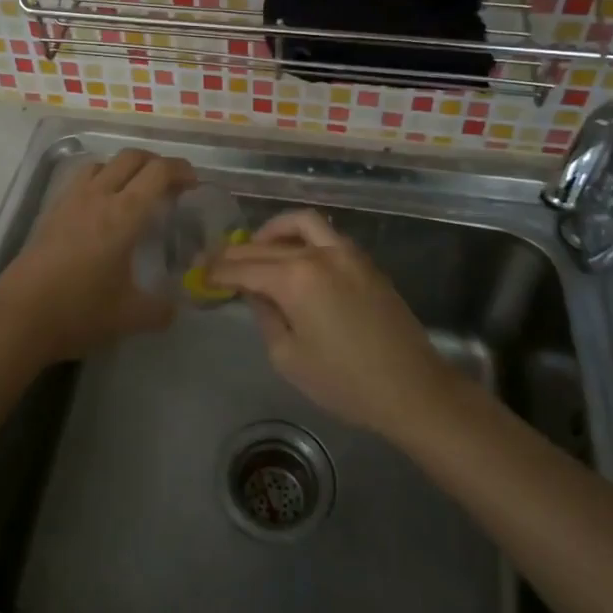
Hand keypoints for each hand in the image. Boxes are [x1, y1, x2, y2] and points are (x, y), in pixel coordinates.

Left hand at [0, 148, 194, 365]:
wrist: (19, 317)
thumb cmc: (78, 312)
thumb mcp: (130, 317)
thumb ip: (160, 310)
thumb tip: (175, 308)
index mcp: (124, 214)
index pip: (158, 172)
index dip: (180, 170)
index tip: (193, 183)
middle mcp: (98, 196)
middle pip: (131, 157)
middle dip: (156, 162)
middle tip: (170, 184)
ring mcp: (70, 200)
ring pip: (103, 163)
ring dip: (125, 167)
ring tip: (135, 191)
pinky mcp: (51, 211)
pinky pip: (81, 179)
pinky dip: (100, 179)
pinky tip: (101, 207)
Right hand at [207, 209, 451, 437]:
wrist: (412, 389)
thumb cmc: (344, 382)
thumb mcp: (288, 357)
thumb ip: (265, 317)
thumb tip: (256, 294)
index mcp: (295, 278)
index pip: (244, 268)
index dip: (218, 271)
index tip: (200, 272)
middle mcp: (318, 254)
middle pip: (267, 245)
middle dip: (237, 252)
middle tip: (216, 260)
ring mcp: (345, 253)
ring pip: (301, 224)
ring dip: (273, 231)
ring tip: (257, 247)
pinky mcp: (364, 262)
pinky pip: (325, 234)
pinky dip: (301, 236)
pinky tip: (293, 255)